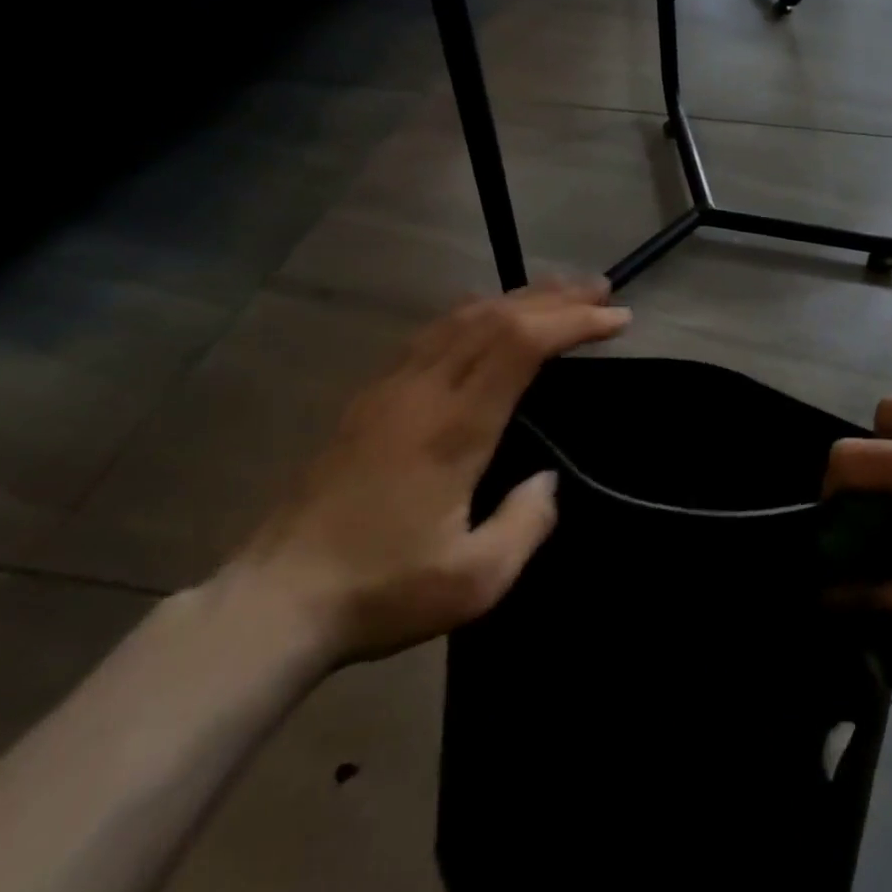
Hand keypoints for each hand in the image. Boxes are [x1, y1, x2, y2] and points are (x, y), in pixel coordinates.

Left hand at [229, 279, 630, 664]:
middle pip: (494, 317)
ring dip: (515, 298)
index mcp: (453, 427)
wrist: (275, 600)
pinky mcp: (369, 398)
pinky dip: (475, 314)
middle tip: (602, 290)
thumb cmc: (382, 591)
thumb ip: (526, 523)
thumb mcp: (476, 579)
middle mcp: (421, 391)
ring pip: (459, 318)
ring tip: (559, 293)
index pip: (520, 344)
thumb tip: (548, 480)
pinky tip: (488, 318)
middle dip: (554, 298)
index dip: (572, 322)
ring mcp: (389, 389)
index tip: (616, 319)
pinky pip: (431, 334)